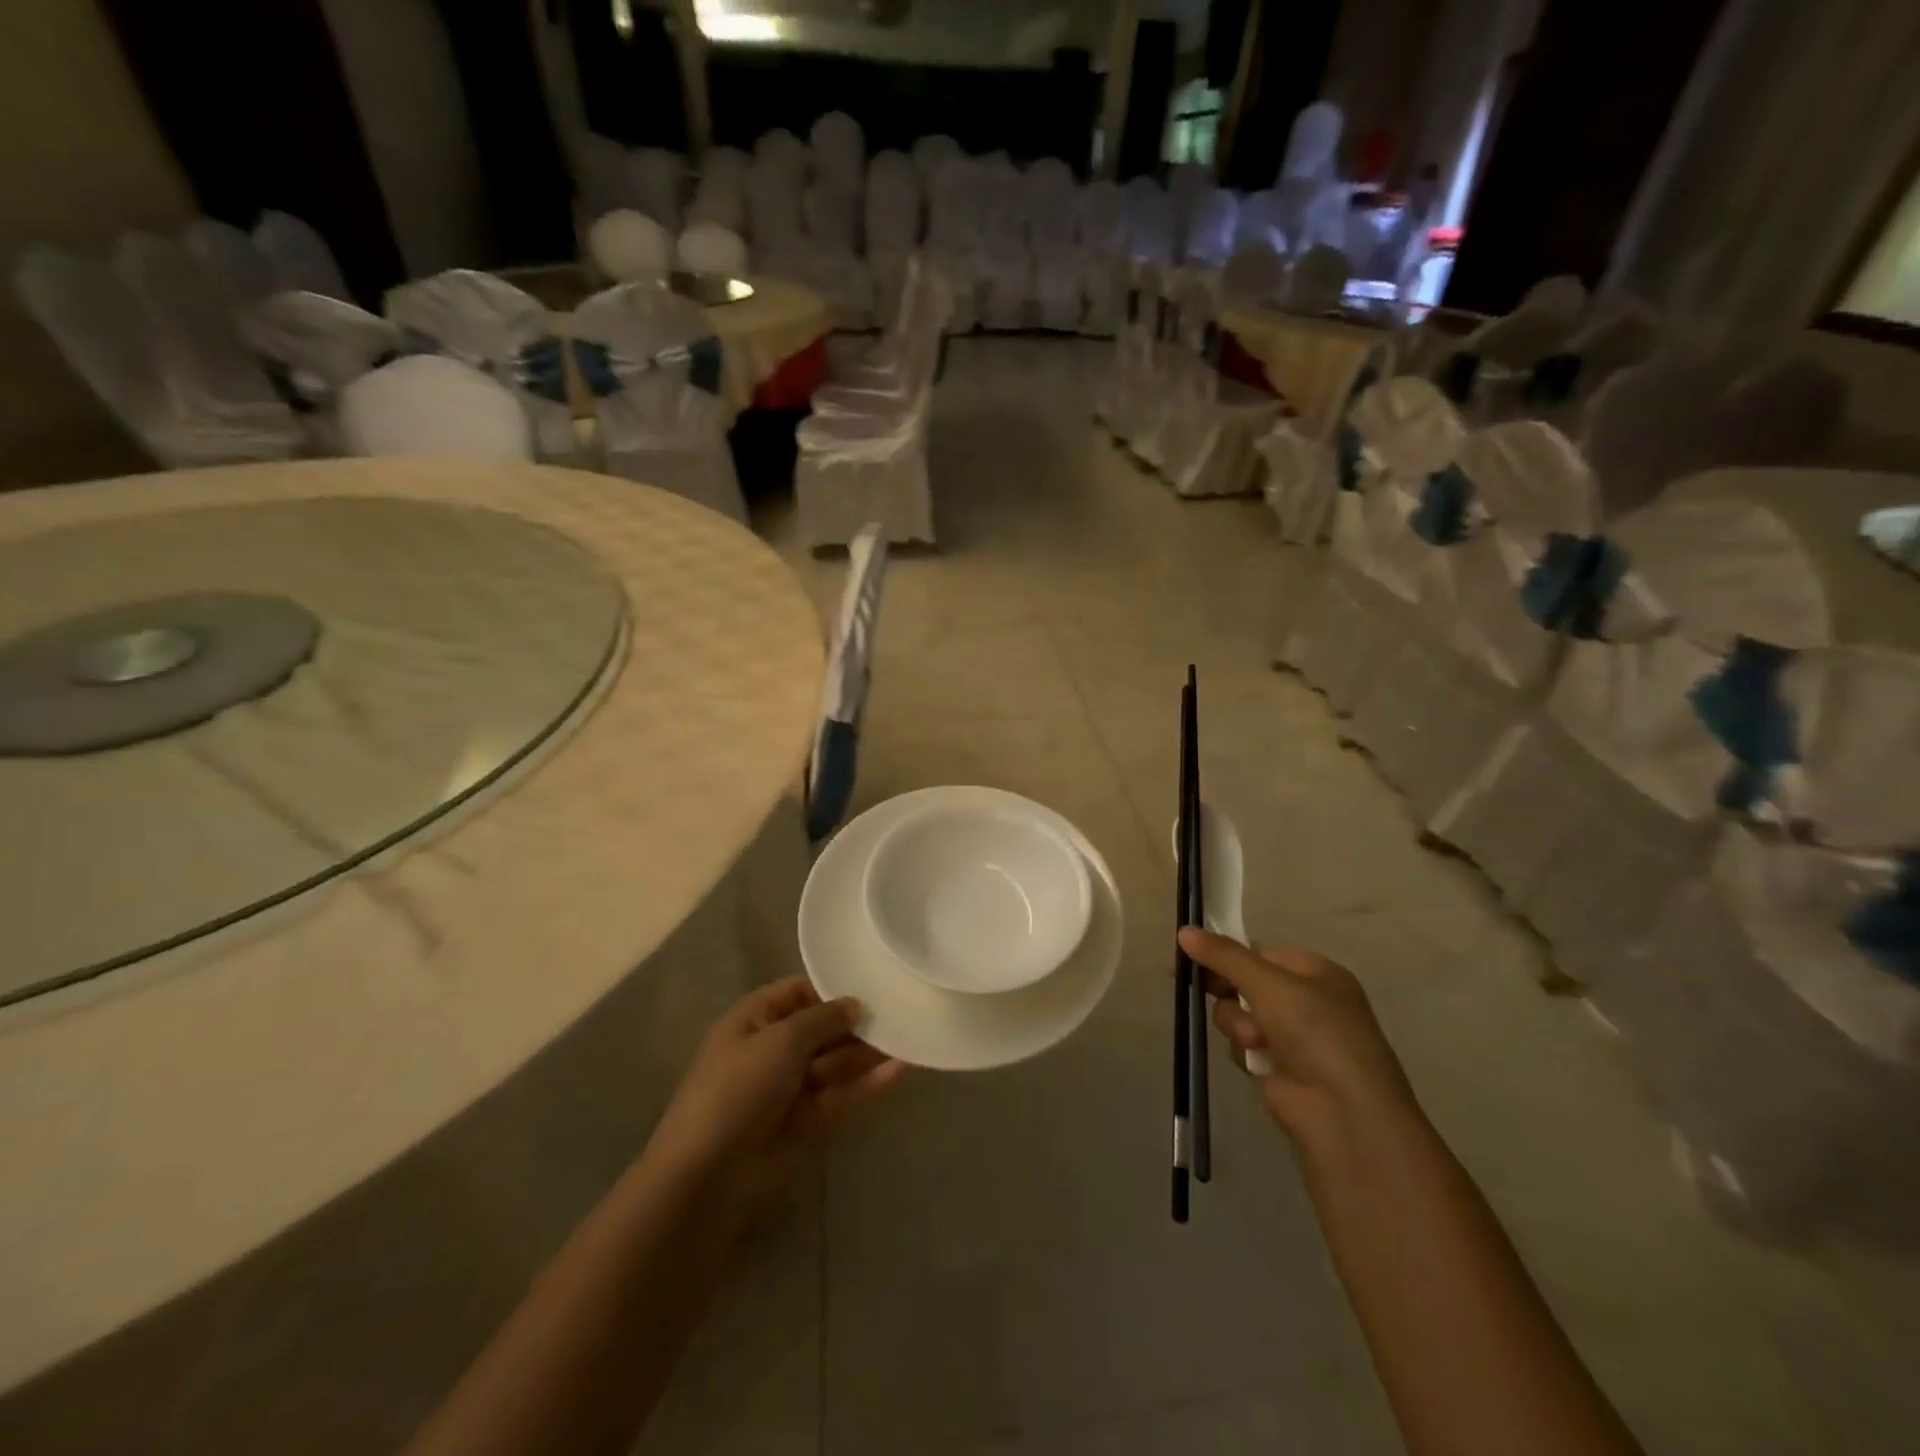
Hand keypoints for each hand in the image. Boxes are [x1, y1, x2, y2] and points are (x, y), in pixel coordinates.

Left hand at [647, 978, 903, 1212]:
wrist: (709, 1175)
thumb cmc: (739, 1088)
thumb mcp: (781, 1039)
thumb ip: (824, 1018)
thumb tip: (855, 1004)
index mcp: (754, 1020)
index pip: (798, 991)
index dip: (832, 986)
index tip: (872, 982)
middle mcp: (773, 1049)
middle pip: (823, 1027)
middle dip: (857, 1020)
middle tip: (902, 1007)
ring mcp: (791, 1087)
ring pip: (836, 1061)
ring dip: (869, 1050)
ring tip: (910, 1034)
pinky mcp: (808, 1122)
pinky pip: (843, 1094)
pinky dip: (869, 1083)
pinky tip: (902, 1070)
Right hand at [1178, 927, 1416, 1145]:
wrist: (1343, 1113)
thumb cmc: (1315, 1033)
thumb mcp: (1269, 985)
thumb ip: (1224, 957)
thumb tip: (1183, 931)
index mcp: (1315, 972)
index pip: (1258, 951)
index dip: (1224, 952)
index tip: (1188, 952)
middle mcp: (1305, 1000)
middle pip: (1244, 982)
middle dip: (1225, 989)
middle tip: (1191, 984)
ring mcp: (1291, 1035)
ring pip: (1238, 1013)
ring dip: (1237, 1023)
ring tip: (1254, 1040)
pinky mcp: (1276, 1066)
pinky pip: (1242, 1044)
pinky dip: (1244, 1050)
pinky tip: (1256, 1061)